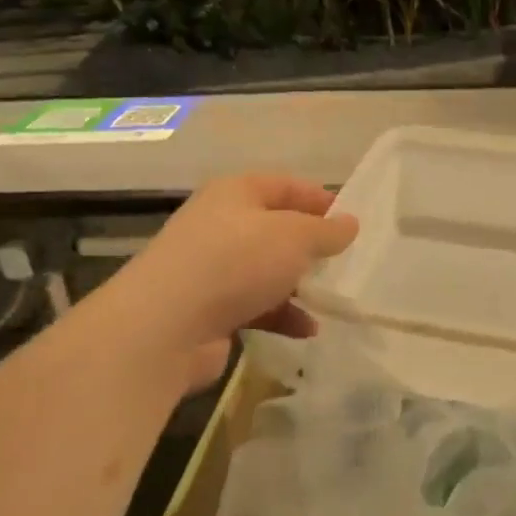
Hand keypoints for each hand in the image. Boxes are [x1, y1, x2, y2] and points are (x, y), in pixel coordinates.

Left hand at [116, 172, 357, 390]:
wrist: (165, 327)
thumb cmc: (236, 262)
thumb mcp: (295, 237)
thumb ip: (327, 231)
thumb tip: (350, 223)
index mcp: (235, 193)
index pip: (285, 185)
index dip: (319, 199)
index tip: (351, 220)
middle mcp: (220, 225)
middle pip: (275, 229)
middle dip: (309, 246)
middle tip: (344, 260)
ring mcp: (210, 269)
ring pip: (265, 270)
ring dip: (298, 284)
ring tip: (330, 298)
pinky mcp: (207, 309)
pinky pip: (255, 306)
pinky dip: (282, 315)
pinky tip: (306, 330)